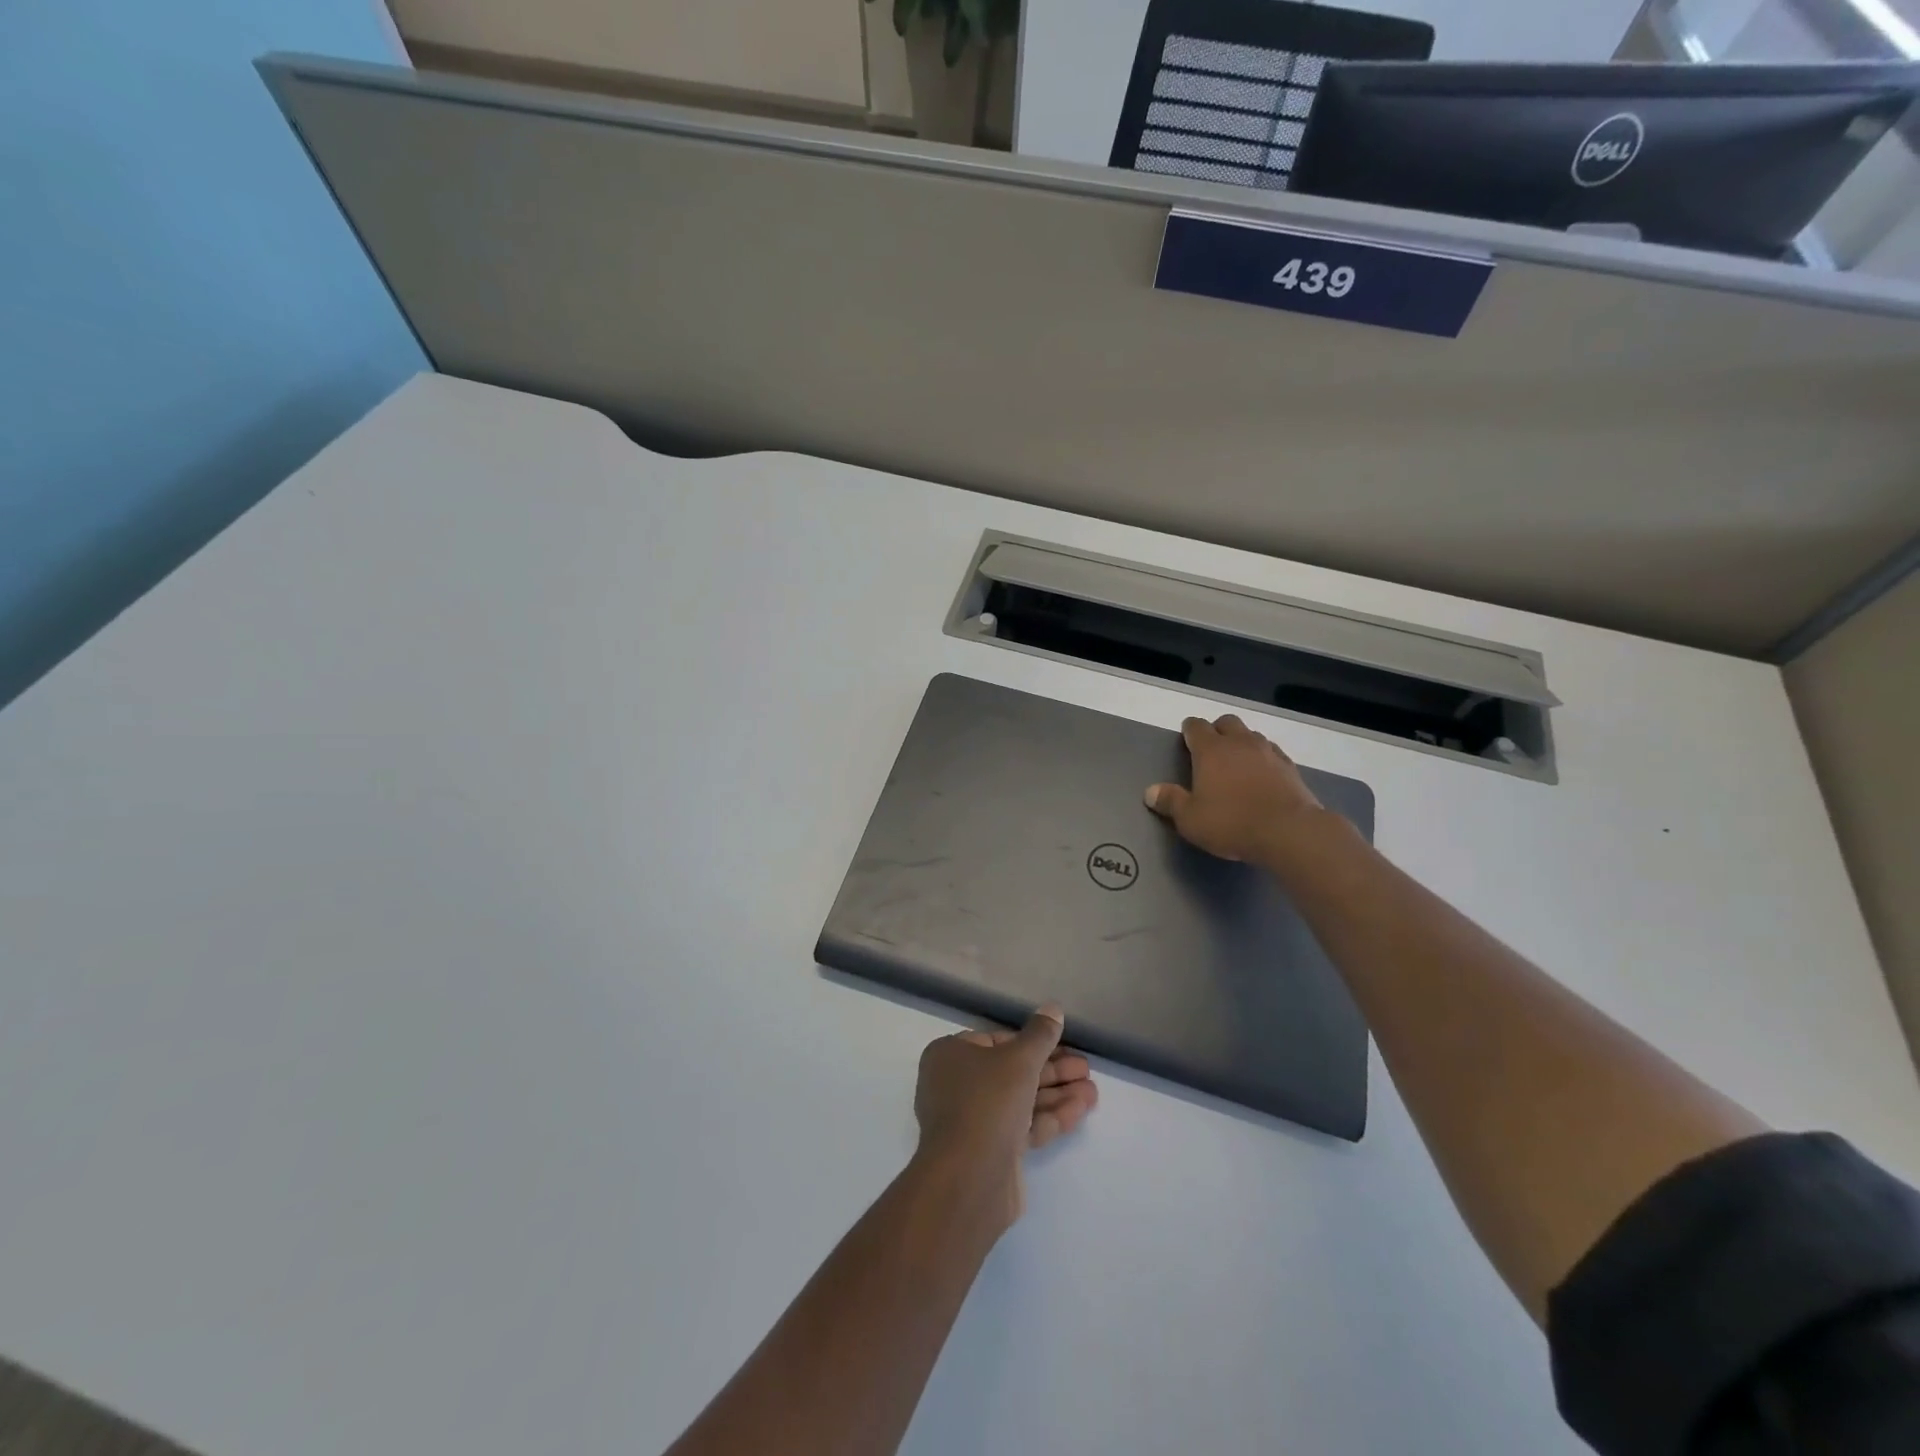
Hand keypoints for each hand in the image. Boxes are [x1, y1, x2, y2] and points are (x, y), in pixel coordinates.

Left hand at [913, 1006, 1096, 1229]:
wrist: (968, 1178)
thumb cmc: (987, 1101)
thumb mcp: (1019, 1059)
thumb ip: (1040, 1035)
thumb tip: (1052, 1008)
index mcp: (950, 1056)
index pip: (995, 1041)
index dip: (1030, 1042)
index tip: (1061, 1044)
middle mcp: (956, 1085)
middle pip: (1011, 1071)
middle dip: (1051, 1070)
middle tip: (1085, 1067)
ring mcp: (973, 1121)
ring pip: (1020, 1100)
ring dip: (1057, 1093)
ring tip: (1093, 1089)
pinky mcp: (991, 1151)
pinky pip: (1023, 1126)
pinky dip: (1050, 1116)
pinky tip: (1082, 1108)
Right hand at [1145, 714, 1328, 866]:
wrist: (1288, 832)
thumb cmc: (1231, 822)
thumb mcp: (1190, 819)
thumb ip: (1170, 802)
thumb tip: (1150, 792)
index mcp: (1211, 750)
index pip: (1196, 727)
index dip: (1188, 730)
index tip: (1185, 738)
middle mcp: (1240, 743)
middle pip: (1227, 722)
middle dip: (1217, 730)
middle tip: (1210, 750)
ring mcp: (1269, 752)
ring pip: (1252, 735)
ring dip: (1242, 743)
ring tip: (1236, 763)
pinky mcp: (1291, 768)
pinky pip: (1272, 753)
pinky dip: (1263, 758)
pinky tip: (1261, 776)